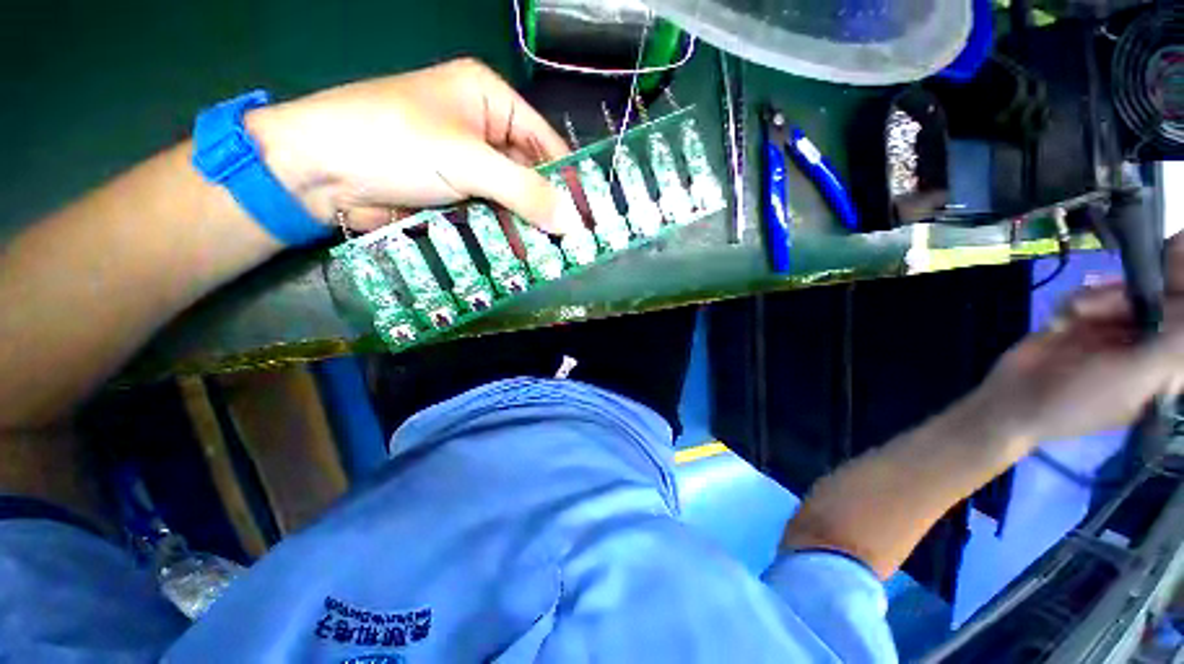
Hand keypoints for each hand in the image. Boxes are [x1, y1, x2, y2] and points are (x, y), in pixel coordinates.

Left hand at [245, 58, 577, 233]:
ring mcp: (469, 165)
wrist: (318, 172)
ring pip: (512, 199)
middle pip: (530, 174)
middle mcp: (483, 129)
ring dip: (527, 227)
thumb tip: (572, 222)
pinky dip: (504, 234)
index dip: (568, 180)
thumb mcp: (467, 161)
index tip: (588, 216)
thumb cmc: (394, 142)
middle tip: (573, 244)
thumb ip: (524, 192)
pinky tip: (519, 256)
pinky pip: (491, 215)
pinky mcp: (455, 194)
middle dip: (548, 209)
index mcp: (489, 99)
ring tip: (550, 257)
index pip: (545, 142)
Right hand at [971, 236, 1183, 451]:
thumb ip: (1174, 342)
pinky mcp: (1081, 322)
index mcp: (1165, 360)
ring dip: (1101, 297)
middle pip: (1158, 299)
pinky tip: (1062, 319)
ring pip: (1123, 294)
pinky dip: (1075, 302)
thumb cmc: (1083, 399)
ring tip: (1078, 313)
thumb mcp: (1136, 375)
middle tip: (1116, 291)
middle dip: (1137, 291)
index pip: (1183, 318)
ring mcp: (1112, 331)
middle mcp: (1145, 342)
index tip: (1176, 249)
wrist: (1015, 401)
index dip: (1179, 289)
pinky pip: (1089, 296)